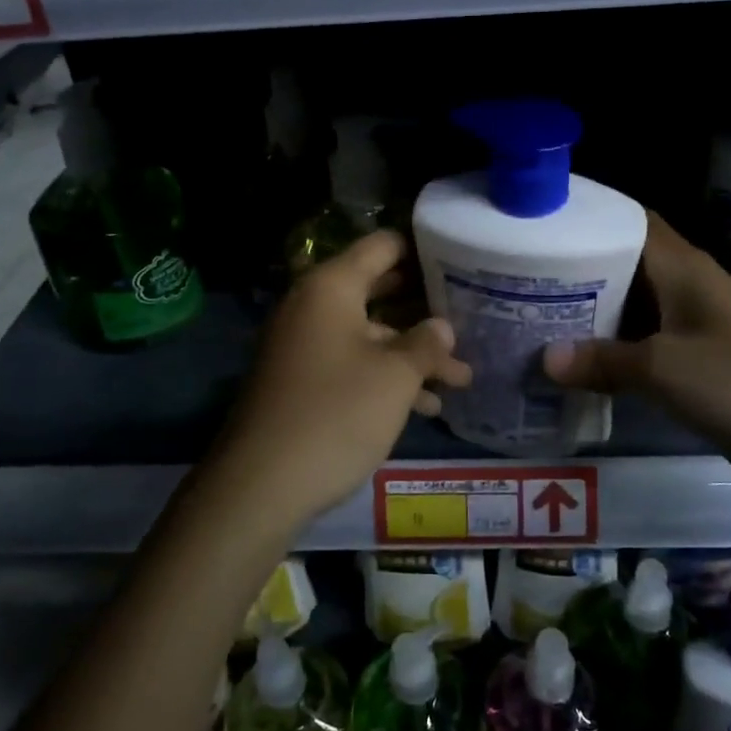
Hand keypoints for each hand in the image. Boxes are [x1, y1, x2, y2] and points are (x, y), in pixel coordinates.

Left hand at [202, 231, 472, 529]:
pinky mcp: (300, 379)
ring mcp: (303, 343)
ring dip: (412, 354)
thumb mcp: (395, 377)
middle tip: (470, 317)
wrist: (261, 484)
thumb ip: (426, 343)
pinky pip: (350, 362)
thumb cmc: (337, 414)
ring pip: (369, 334)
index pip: (383, 246)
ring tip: (460, 379)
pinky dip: (384, 377)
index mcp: (331, 287)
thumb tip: (441, 326)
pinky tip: (425, 406)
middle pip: (378, 290)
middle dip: (424, 310)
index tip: (461, 262)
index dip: (423, 250)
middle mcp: (313, 305)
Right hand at [542, 213, 730, 470]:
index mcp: (682, 269)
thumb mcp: (667, 369)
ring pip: (631, 311)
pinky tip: (578, 369)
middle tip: (518, 281)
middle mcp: (686, 290)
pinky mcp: (701, 368)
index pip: (628, 221)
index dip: (585, 216)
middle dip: (575, 272)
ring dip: (590, 317)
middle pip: (622, 266)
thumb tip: (544, 360)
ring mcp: (695, 330)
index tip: (535, 225)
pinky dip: (613, 355)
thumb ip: (604, 361)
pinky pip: (645, 351)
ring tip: (532, 322)